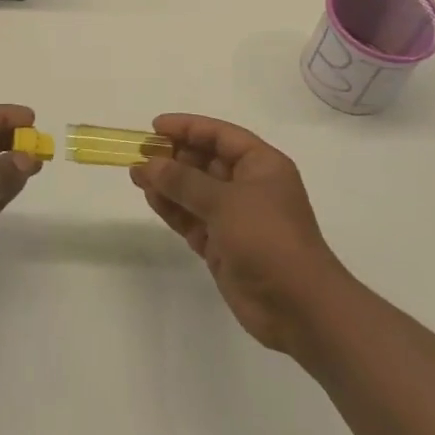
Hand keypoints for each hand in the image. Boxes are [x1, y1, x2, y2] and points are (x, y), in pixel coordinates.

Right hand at [131, 113, 347, 354]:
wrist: (299, 308)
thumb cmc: (268, 238)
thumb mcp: (225, 202)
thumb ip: (184, 181)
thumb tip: (150, 163)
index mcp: (262, 165)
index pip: (220, 135)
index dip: (188, 128)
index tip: (155, 126)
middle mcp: (249, 186)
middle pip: (206, 161)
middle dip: (174, 156)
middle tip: (140, 152)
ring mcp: (235, 218)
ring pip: (195, 191)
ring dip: (167, 182)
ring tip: (135, 174)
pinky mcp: (222, 245)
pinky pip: (192, 218)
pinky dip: (172, 208)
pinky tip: (150, 198)